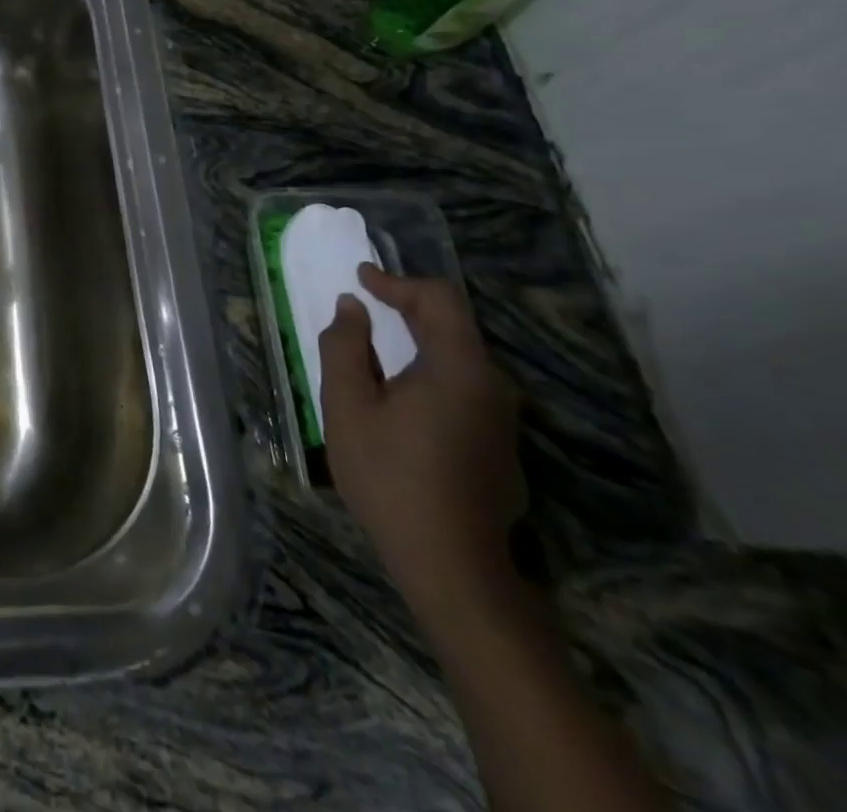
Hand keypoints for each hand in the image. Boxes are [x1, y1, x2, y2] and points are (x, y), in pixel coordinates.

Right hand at [321, 265, 526, 615]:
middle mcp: (492, 387)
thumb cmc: (390, 476)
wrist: (452, 566)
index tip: (361, 279)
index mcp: (458, 369)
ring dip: (419, 341)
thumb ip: (345, 347)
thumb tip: (352, 309)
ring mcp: (501, 420)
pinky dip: (430, 372)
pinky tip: (401, 395)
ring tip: (376, 346)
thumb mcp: (347, 406)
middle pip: (454, 327)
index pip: (439, 300)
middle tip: (366, 304)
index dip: (398, 282)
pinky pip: (464, 389)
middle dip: (408, 308)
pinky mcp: (499, 447)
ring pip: (460, 360)